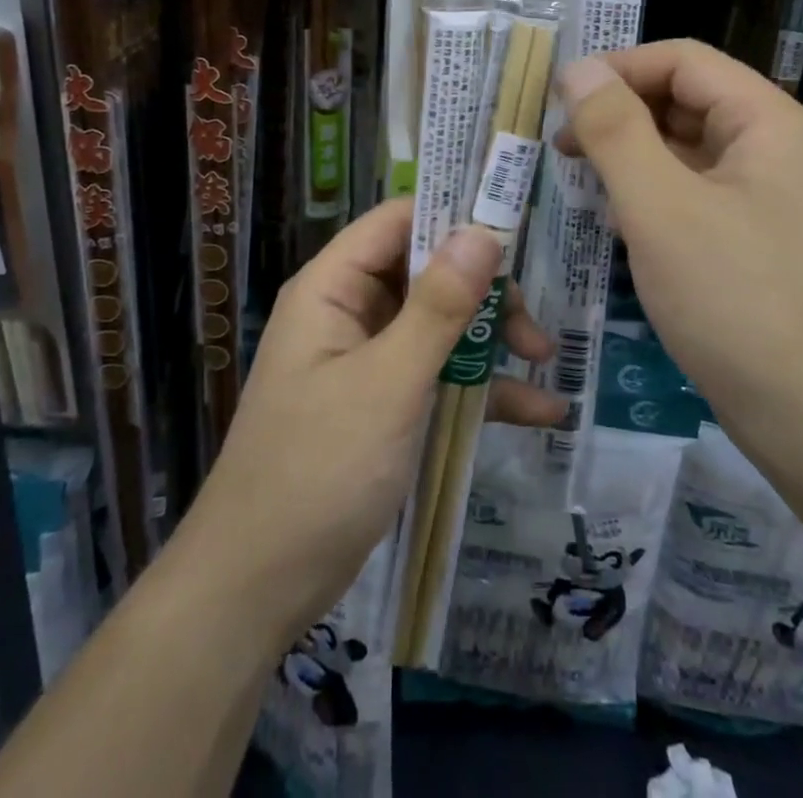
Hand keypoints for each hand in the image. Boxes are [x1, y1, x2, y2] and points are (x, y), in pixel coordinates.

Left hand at [173, 200, 564, 644]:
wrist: (259, 586)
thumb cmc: (319, 469)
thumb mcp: (389, 383)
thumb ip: (438, 306)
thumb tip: (481, 231)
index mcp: (333, 289)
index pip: (397, 222)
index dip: (452, 216)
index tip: (514, 230)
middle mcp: (349, 312)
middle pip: (426, 272)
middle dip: (483, 292)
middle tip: (531, 322)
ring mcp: (368, 360)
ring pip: (439, 325)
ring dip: (490, 340)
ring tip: (543, 359)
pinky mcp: (384, 405)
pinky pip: (438, 377)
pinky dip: (482, 390)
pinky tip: (538, 412)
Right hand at [555, 42, 802, 463]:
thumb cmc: (736, 299)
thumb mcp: (660, 207)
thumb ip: (615, 130)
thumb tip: (577, 70)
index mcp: (764, 120)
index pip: (682, 60)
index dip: (617, 69)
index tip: (559, 99)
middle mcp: (771, 146)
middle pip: (684, 100)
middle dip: (619, 112)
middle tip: (560, 146)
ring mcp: (765, 195)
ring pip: (685, 148)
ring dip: (630, 154)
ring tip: (579, 179)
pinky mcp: (753, 237)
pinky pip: (692, 192)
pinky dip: (650, 193)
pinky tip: (617, 221)